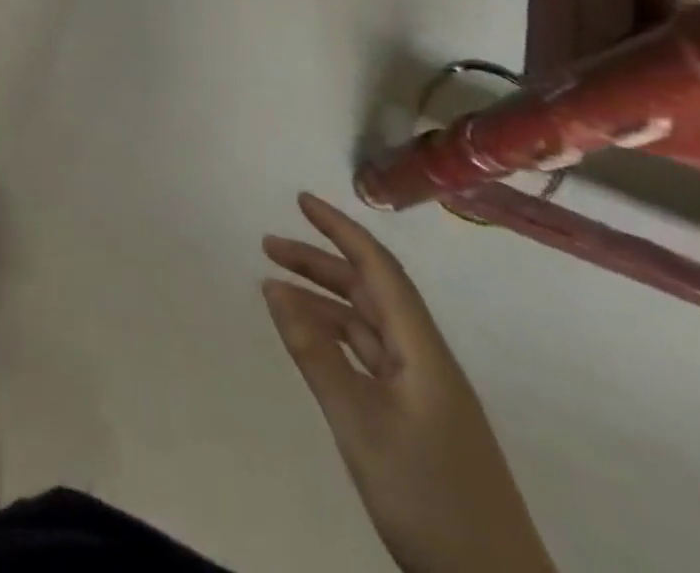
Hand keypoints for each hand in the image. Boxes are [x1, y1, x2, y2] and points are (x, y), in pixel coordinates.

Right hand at [261, 194, 553, 572]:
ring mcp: (425, 391)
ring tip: (277, 290)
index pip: (379, 268)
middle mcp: (426, 359)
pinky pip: (371, 357)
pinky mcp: (420, 420)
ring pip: (369, 325)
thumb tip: (273, 286)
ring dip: (325, 300)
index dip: (341, 229)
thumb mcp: (360, 424)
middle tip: (269, 245)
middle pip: (371, 291)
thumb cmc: (430, 499)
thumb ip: (315, 353)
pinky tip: (313, 343)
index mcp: (422, 350)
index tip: (301, 200)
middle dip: (321, 262)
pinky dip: (336, 338)